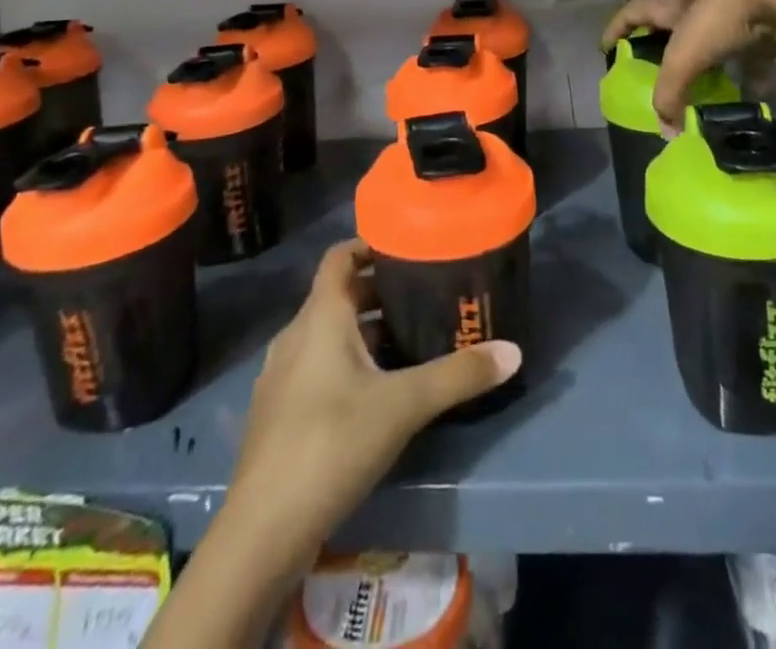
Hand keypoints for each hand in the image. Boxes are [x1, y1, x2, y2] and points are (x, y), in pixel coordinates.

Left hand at [149, 241, 522, 648]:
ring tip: (407, 341)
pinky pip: (316, 366)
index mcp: (320, 317)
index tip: (407, 247)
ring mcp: (280, 376)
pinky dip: (345, 363)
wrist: (262, 531)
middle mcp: (295, 335)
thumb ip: (458, 375)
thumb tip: (513, 350)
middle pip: (338, 295)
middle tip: (422, 296)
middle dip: (378, 292)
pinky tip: (374, 392)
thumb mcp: (404, 406)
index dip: (369, 244)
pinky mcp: (277, 412)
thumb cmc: (332, 444)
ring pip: (327, 334)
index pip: (340, 256)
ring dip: (363, 330)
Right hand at [600, 0, 775, 131]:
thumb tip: (665, 131)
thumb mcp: (685, 57)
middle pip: (674, 25)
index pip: (633, 12)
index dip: (617, 28)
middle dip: (666, 49)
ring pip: (714, 39)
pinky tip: (753, 96)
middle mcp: (699, 1)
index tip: (606, 47)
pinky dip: (749, 73)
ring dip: (709, 63)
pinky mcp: (764, 20)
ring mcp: (733, 8)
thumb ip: (670, 93)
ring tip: (707, 90)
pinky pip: (751, 52)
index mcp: (672, 3)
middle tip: (660, 75)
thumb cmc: (720, 17)